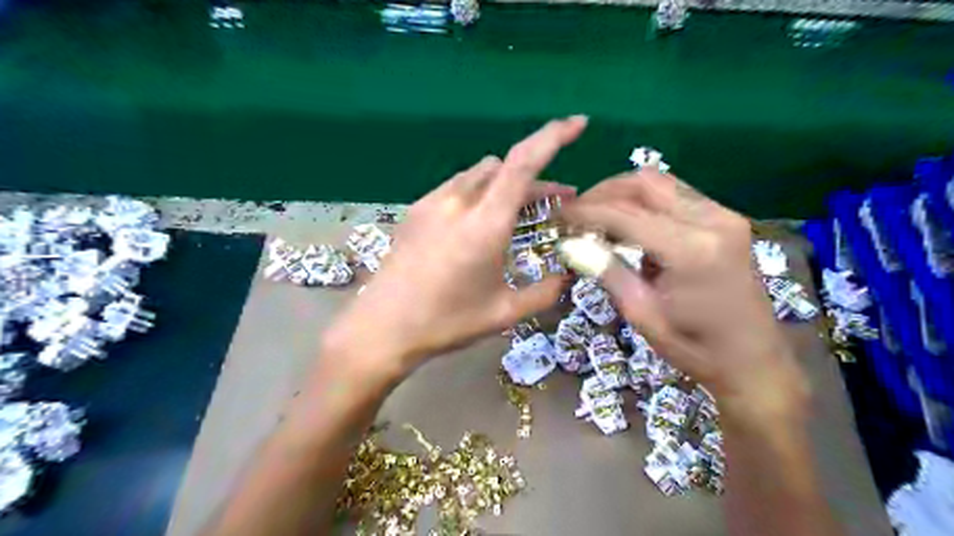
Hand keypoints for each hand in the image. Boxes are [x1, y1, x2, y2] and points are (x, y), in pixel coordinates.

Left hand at [324, 116, 584, 373]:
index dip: (554, 135)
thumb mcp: (504, 313)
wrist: (382, 327)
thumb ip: (544, 292)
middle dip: (535, 178)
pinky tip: (478, 222)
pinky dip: (479, 193)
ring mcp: (432, 202)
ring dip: (505, 184)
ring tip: (517, 213)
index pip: (523, 162)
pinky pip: (457, 187)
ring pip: (480, 174)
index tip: (579, 123)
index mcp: (485, 223)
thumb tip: (566, 277)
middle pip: (504, 167)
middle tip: (555, 202)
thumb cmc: (446, 322)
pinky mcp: (416, 210)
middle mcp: (458, 201)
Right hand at [561, 170, 807, 420]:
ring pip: (662, 183)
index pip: (624, 213)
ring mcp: (724, 216)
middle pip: (645, 182)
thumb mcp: (642, 314)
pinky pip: (678, 195)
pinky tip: (631, 224)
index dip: (586, 211)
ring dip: (624, 194)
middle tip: (578, 213)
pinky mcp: (728, 220)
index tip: (559, 215)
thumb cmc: (695, 348)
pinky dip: (647, 202)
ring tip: (598, 217)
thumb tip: (570, 243)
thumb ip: (607, 271)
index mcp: (690, 250)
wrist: (754, 360)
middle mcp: (712, 220)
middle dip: (603, 192)